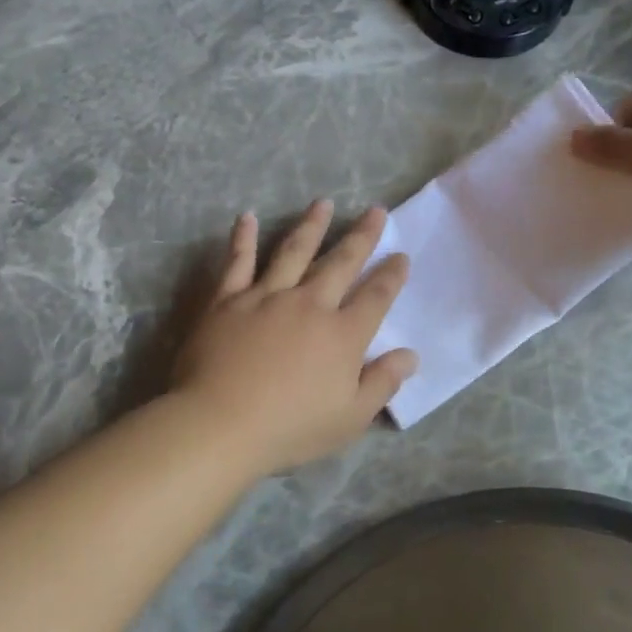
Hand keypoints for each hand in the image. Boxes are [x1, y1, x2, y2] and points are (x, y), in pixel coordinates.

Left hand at [171, 202, 417, 475]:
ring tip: (324, 203)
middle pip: (341, 263)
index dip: (392, 276)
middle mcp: (309, 304)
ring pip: (294, 251)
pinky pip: (238, 262)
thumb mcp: (349, 418)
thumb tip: (411, 355)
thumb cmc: (290, 428)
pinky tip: (248, 217)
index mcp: (342, 334)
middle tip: (376, 212)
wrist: (220, 423)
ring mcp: (267, 296)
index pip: (376, 297)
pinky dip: (244, 238)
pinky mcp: (228, 299)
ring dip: (311, 225)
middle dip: (362, 236)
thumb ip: (382, 383)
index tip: (402, 255)